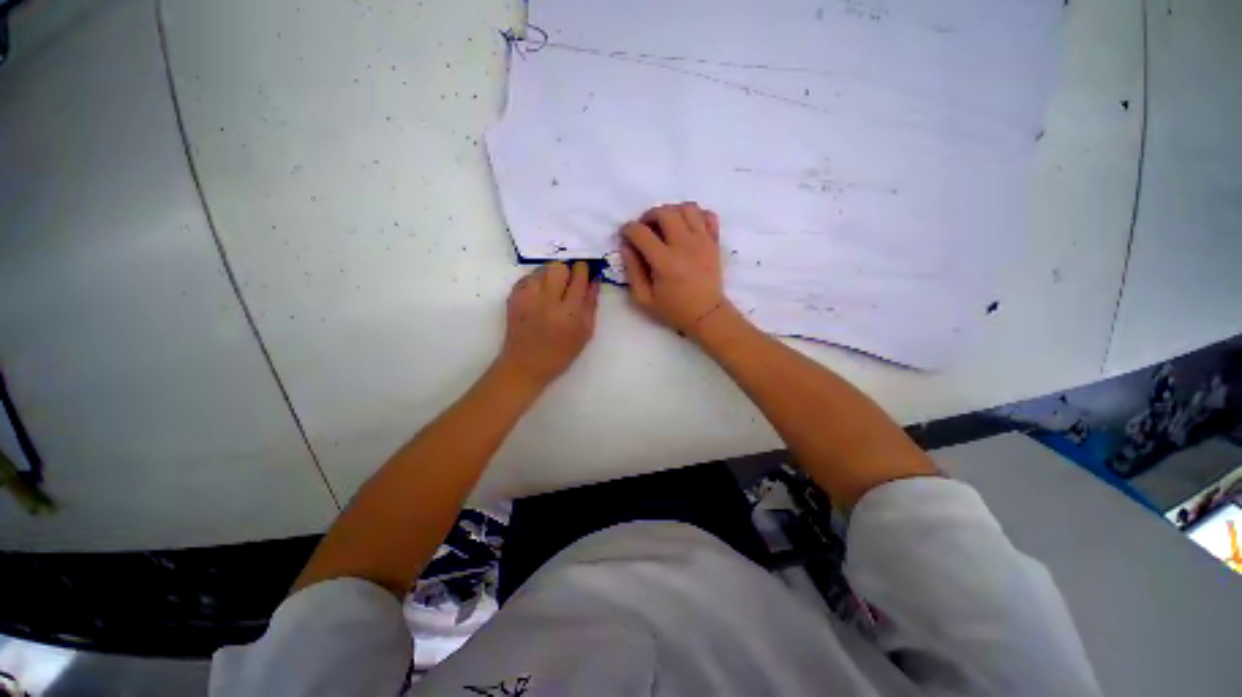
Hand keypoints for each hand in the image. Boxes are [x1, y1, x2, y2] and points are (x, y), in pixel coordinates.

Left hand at [497, 261, 598, 388]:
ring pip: (542, 269)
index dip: (583, 270)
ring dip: (551, 275)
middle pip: (558, 267)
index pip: (579, 277)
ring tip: (553, 290)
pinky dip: (536, 282)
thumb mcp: (585, 332)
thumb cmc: (561, 353)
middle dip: (567, 271)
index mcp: (569, 313)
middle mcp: (547, 302)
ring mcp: (527, 298)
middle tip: (568, 283)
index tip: (584, 273)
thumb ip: (591, 304)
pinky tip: (539, 296)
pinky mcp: (513, 297)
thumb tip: (594, 279)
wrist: (526, 365)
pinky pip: (528, 277)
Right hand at [619, 202, 727, 338]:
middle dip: (649, 215)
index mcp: (665, 262)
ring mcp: (703, 241)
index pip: (641, 232)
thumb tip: (626, 246)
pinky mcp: (714, 241)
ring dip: (672, 211)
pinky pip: (708, 215)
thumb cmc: (673, 309)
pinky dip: (695, 215)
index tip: (626, 235)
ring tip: (666, 225)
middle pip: (665, 212)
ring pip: (687, 208)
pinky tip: (687, 227)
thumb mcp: (644, 299)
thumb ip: (632, 271)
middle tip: (645, 229)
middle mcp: (684, 245)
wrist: (706, 314)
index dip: (628, 229)